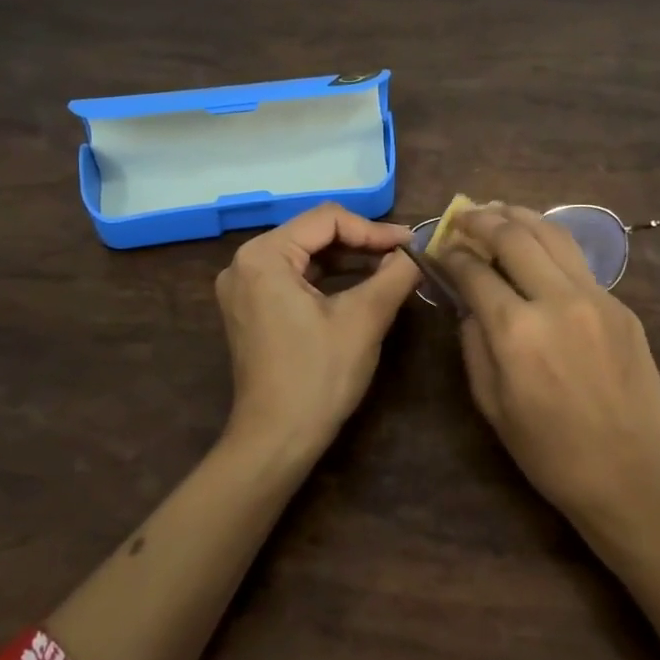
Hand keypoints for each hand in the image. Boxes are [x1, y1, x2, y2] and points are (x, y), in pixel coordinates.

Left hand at [214, 203, 418, 454]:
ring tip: (390, 268)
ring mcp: (243, 287)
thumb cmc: (319, 376)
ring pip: (305, 255)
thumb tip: (417, 251)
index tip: (410, 244)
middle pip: (313, 233)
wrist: (276, 440)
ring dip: (348, 259)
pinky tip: (360, 286)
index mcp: (263, 256)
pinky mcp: (250, 308)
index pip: (327, 219)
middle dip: (361, 242)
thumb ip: (394, 275)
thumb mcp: (364, 319)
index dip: (373, 229)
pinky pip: (294, 278)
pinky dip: (328, 279)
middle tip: (404, 255)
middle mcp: (244, 263)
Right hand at [440, 205, 659, 533]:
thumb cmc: (551, 453)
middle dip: (483, 219)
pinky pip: (578, 262)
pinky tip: (538, 249)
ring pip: (552, 234)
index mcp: (516, 331)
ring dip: (520, 216)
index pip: (474, 271)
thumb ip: (474, 343)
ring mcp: (595, 297)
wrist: (634, 475)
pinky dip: (550, 244)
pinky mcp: (621, 305)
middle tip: (465, 216)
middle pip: (514, 235)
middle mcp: (556, 300)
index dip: (451, 255)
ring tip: (499, 210)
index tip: (440, 249)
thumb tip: (468, 303)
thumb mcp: (492, 405)